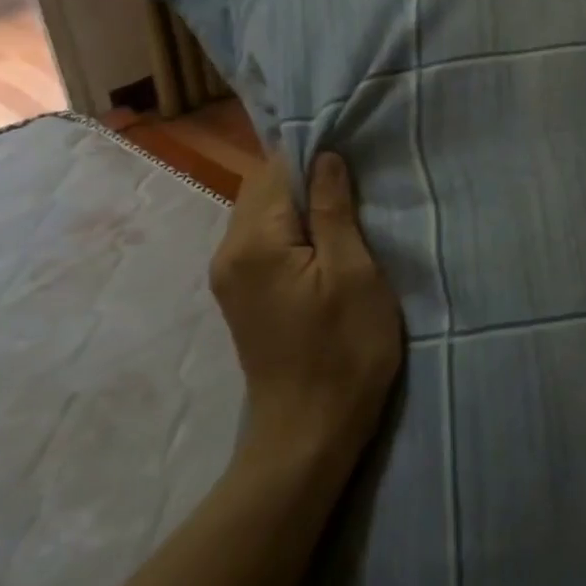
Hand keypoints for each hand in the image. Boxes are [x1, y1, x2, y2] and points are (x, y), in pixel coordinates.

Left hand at [208, 150, 404, 461]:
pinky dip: (292, 228)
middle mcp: (229, 252)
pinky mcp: (241, 294)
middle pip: (264, 188)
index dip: (315, 154)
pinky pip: (263, 239)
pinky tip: (325, 239)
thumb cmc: (344, 348)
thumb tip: (325, 155)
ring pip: (263, 213)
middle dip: (307, 176)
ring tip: (347, 207)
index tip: (354, 153)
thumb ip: (335, 209)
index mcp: (254, 242)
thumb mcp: (353, 272)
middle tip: (357, 180)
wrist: (310, 432)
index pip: (277, 169)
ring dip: (301, 203)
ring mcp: (230, 276)